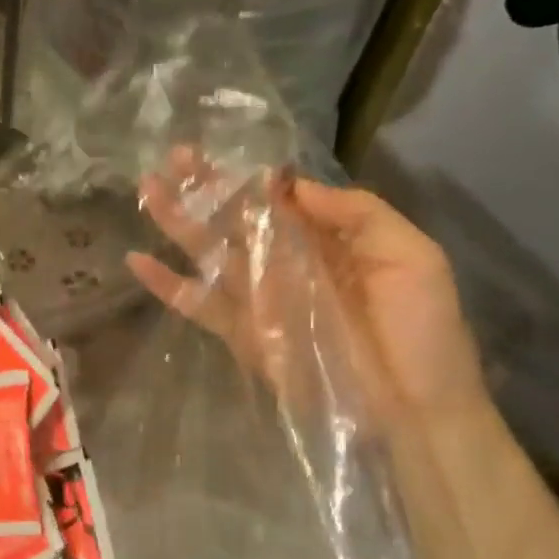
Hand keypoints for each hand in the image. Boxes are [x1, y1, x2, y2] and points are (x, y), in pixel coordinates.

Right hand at [126, 153, 486, 432]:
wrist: (413, 412)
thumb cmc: (422, 330)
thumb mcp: (410, 255)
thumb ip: (355, 213)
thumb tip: (289, 183)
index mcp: (325, 239)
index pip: (277, 196)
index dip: (246, 172)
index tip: (217, 146)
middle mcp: (286, 262)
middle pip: (235, 217)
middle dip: (204, 186)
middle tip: (173, 156)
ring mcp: (259, 298)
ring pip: (209, 251)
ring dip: (177, 221)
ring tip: (147, 188)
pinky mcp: (242, 333)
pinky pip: (198, 304)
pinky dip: (167, 285)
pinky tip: (136, 260)